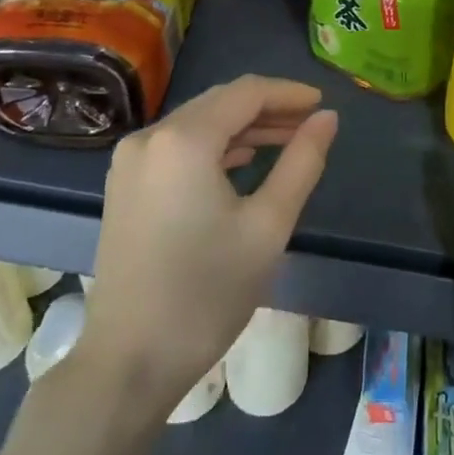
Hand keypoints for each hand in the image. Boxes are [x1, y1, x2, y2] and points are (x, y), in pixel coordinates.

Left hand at [74, 75, 337, 416]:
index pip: (246, 93)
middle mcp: (150, 137)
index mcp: (183, 140)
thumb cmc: (207, 292)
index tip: (323, 105)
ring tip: (288, 141)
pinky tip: (244, 161)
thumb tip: (327, 118)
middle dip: (268, 108)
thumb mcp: (268, 225)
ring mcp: (131, 161)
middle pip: (220, 103)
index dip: (288, 93)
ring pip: (199, 123)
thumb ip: (302, 162)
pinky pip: (178, 146)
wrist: (130, 361)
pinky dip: (215, 146)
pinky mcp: (125, 184)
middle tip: (311, 124)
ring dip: (243, 127)